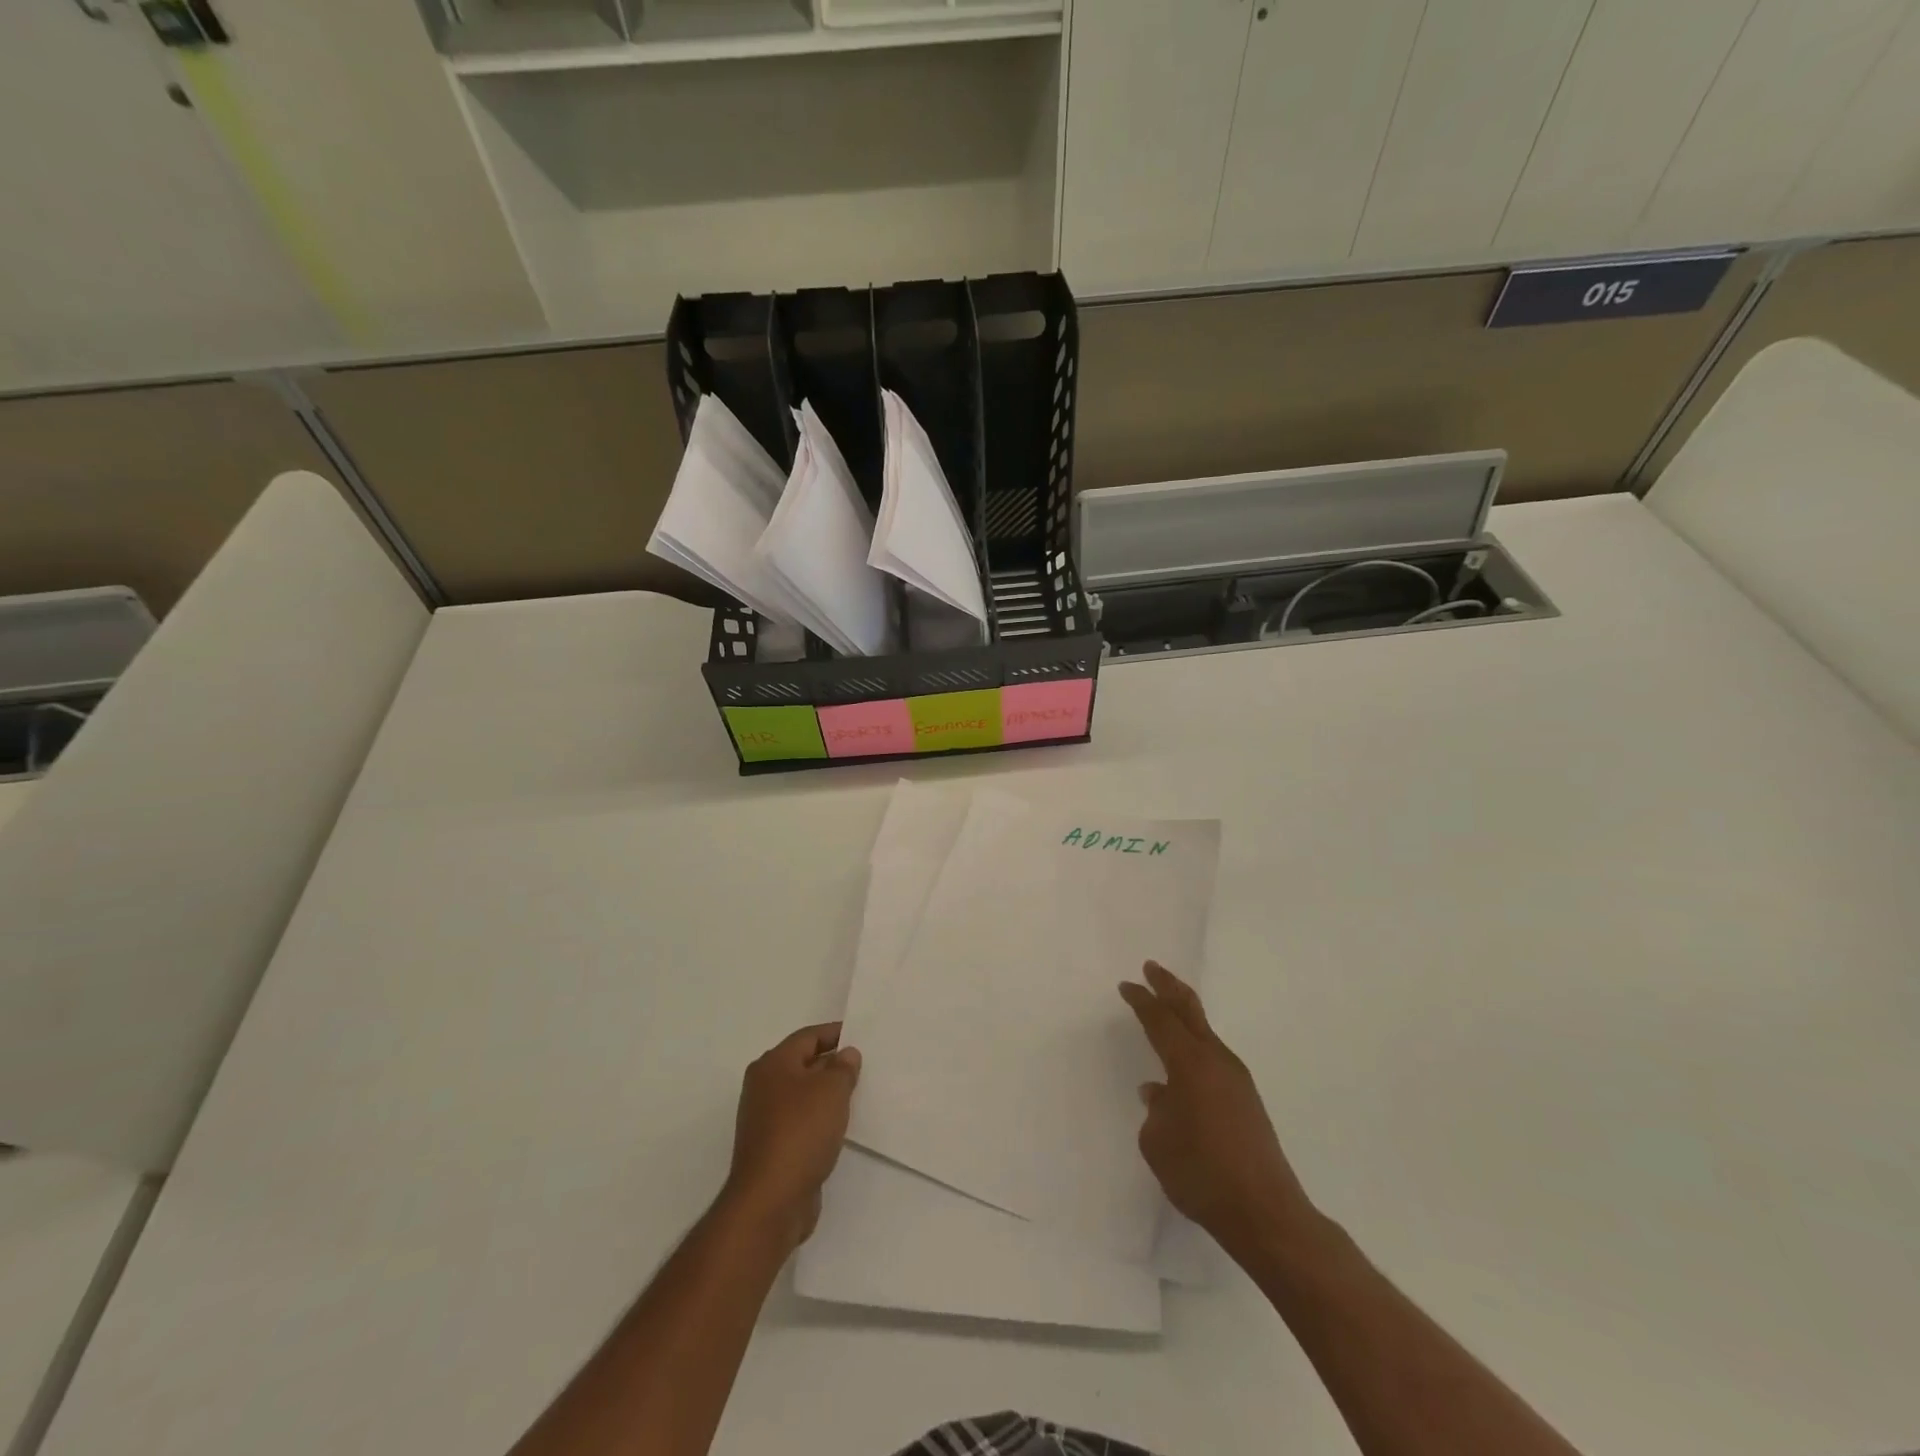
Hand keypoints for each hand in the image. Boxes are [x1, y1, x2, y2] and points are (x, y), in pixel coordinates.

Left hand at [723, 1023, 860, 1252]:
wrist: (770, 1201)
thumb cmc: (801, 1132)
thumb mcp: (831, 1090)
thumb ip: (843, 1068)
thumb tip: (846, 1054)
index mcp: (773, 1065)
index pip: (808, 1037)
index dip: (835, 1033)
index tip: (861, 1034)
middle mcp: (764, 1087)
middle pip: (803, 1064)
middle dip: (833, 1063)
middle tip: (865, 1065)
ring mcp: (765, 1119)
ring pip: (803, 1095)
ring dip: (827, 1093)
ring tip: (858, 1094)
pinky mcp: (773, 1148)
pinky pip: (802, 1121)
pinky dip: (820, 1119)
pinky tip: (841, 1126)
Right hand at [1120, 962, 1314, 1255]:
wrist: (1265, 1213)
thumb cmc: (1202, 1173)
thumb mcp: (1158, 1142)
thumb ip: (1156, 1110)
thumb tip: (1160, 1093)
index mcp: (1190, 1063)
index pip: (1160, 1020)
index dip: (1141, 1001)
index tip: (1127, 986)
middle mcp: (1216, 1061)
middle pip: (1190, 1011)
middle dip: (1169, 986)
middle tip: (1151, 968)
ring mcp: (1237, 1079)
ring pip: (1205, 1033)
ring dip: (1184, 1017)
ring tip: (1165, 1013)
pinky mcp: (1247, 1101)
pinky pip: (1214, 1058)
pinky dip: (1195, 1045)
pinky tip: (1184, 1066)